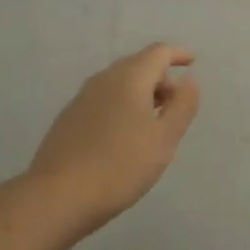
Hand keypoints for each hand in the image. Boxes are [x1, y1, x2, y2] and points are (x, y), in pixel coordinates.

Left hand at [27, 44, 201, 230]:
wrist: (58, 196)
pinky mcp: (69, 118)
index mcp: (130, 77)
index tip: (192, 62)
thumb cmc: (120, 165)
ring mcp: (82, 97)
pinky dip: (122, 106)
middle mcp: (104, 79)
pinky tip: (124, 135)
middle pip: (138, 65)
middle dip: (161, 78)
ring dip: (141, 94)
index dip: (178, 54)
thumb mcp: (164, 139)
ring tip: (154, 122)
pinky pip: (104, 100)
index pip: (158, 52)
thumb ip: (182, 106)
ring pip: (119, 83)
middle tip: (176, 104)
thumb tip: (189, 81)